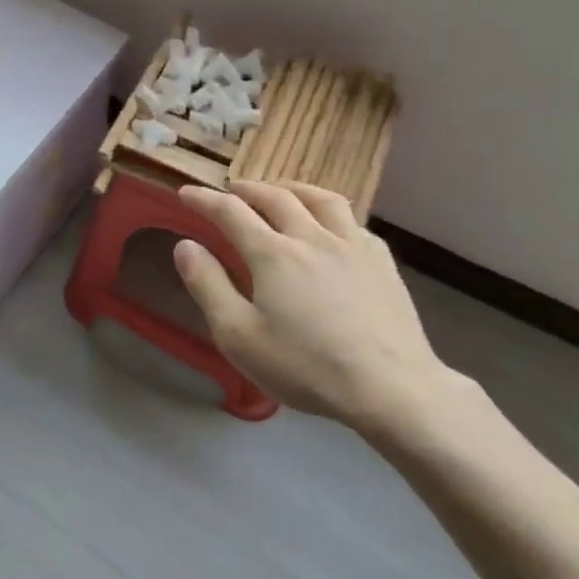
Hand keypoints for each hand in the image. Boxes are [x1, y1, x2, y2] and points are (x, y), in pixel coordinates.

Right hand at [174, 180, 457, 435]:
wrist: (393, 390)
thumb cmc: (307, 367)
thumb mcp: (239, 336)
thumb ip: (208, 286)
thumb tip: (185, 245)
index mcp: (272, 253)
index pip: (230, 211)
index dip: (204, 199)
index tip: (187, 193)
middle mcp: (311, 236)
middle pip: (275, 196)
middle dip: (247, 189)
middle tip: (232, 191)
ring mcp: (352, 245)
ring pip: (320, 199)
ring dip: (293, 189)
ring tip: (282, 193)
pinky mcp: (382, 262)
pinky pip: (353, 222)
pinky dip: (331, 215)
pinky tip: (332, 228)